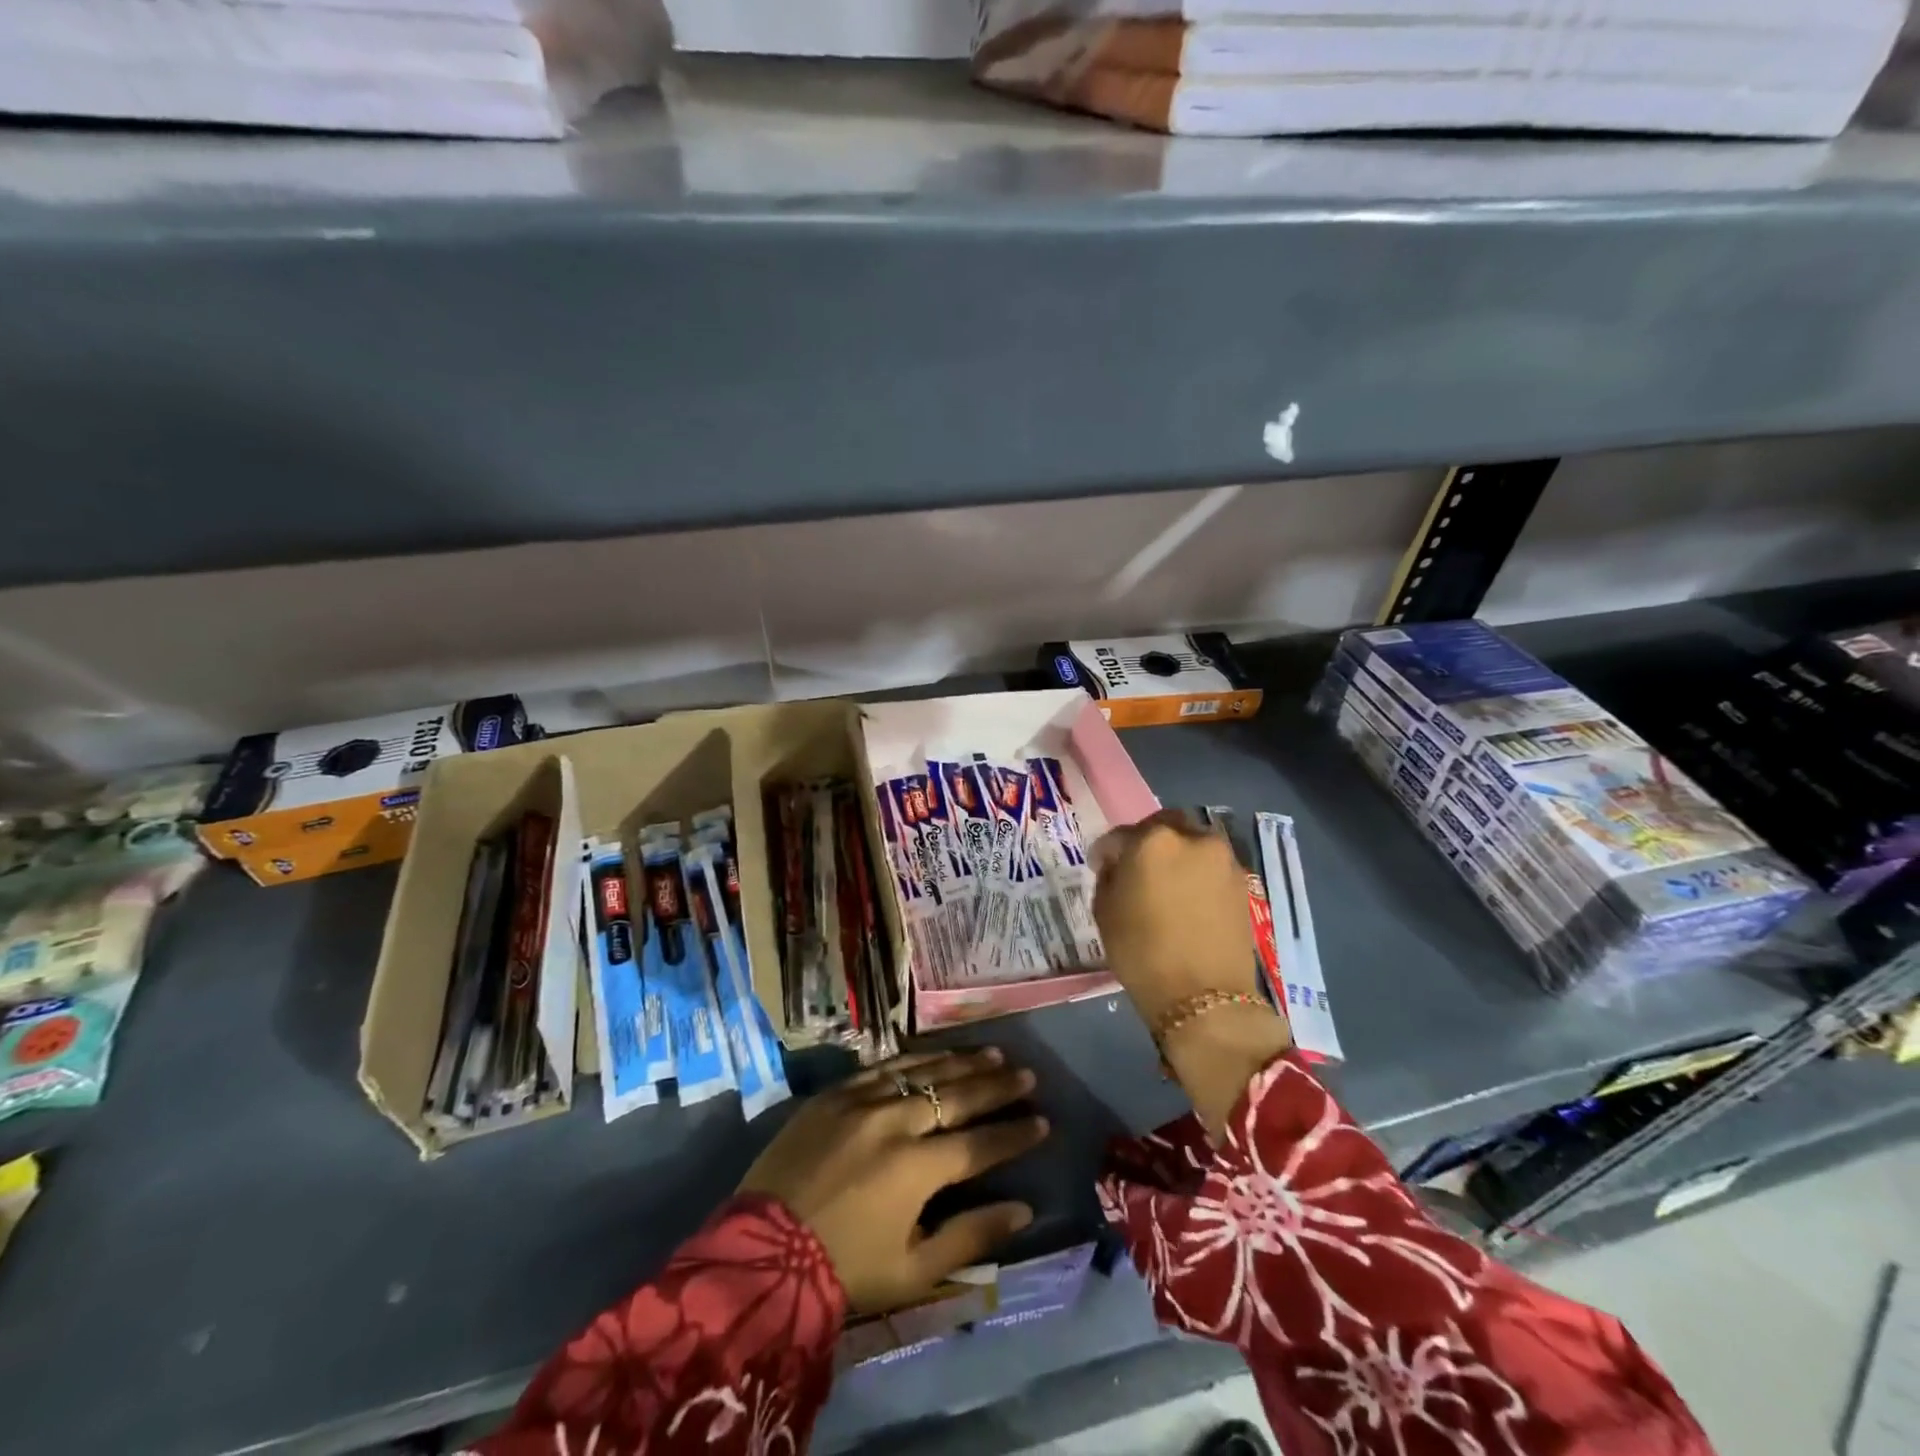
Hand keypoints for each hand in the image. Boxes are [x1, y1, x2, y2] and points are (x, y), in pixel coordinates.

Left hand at [738, 1048, 1047, 1314]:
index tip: (1043, 1121)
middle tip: (1027, 1074)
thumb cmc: (843, 1270)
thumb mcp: (913, 1271)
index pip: (981, 1142)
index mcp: (918, 1168)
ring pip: (924, 1070)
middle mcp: (896, 1122)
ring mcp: (863, 1100)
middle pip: (958, 1095)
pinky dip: (916, 1059)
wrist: (761, 1254)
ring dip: (962, 1061)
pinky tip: (935, 1053)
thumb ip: (971, 1236)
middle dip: (998, 1085)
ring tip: (993, 1052)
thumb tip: (1023, 1209)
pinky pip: (884, 1066)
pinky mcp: (835, 1093)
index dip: (1015, 1132)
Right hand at [1092, 809, 1261, 1025]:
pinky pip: (1211, 865)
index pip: (1119, 836)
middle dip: (1147, 840)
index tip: (1099, 867)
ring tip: (1166, 881)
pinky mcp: (1242, 882)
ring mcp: (1222, 859)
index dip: (1105, 852)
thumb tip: (1118, 867)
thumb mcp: (1105, 912)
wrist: (1204, 997)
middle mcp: (1191, 838)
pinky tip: (1187, 896)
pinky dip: (1197, 872)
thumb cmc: (1142, 953)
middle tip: (1136, 865)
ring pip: (1193, 842)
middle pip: (1164, 826)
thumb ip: (1109, 877)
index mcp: (1152, 841)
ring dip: (1177, 853)